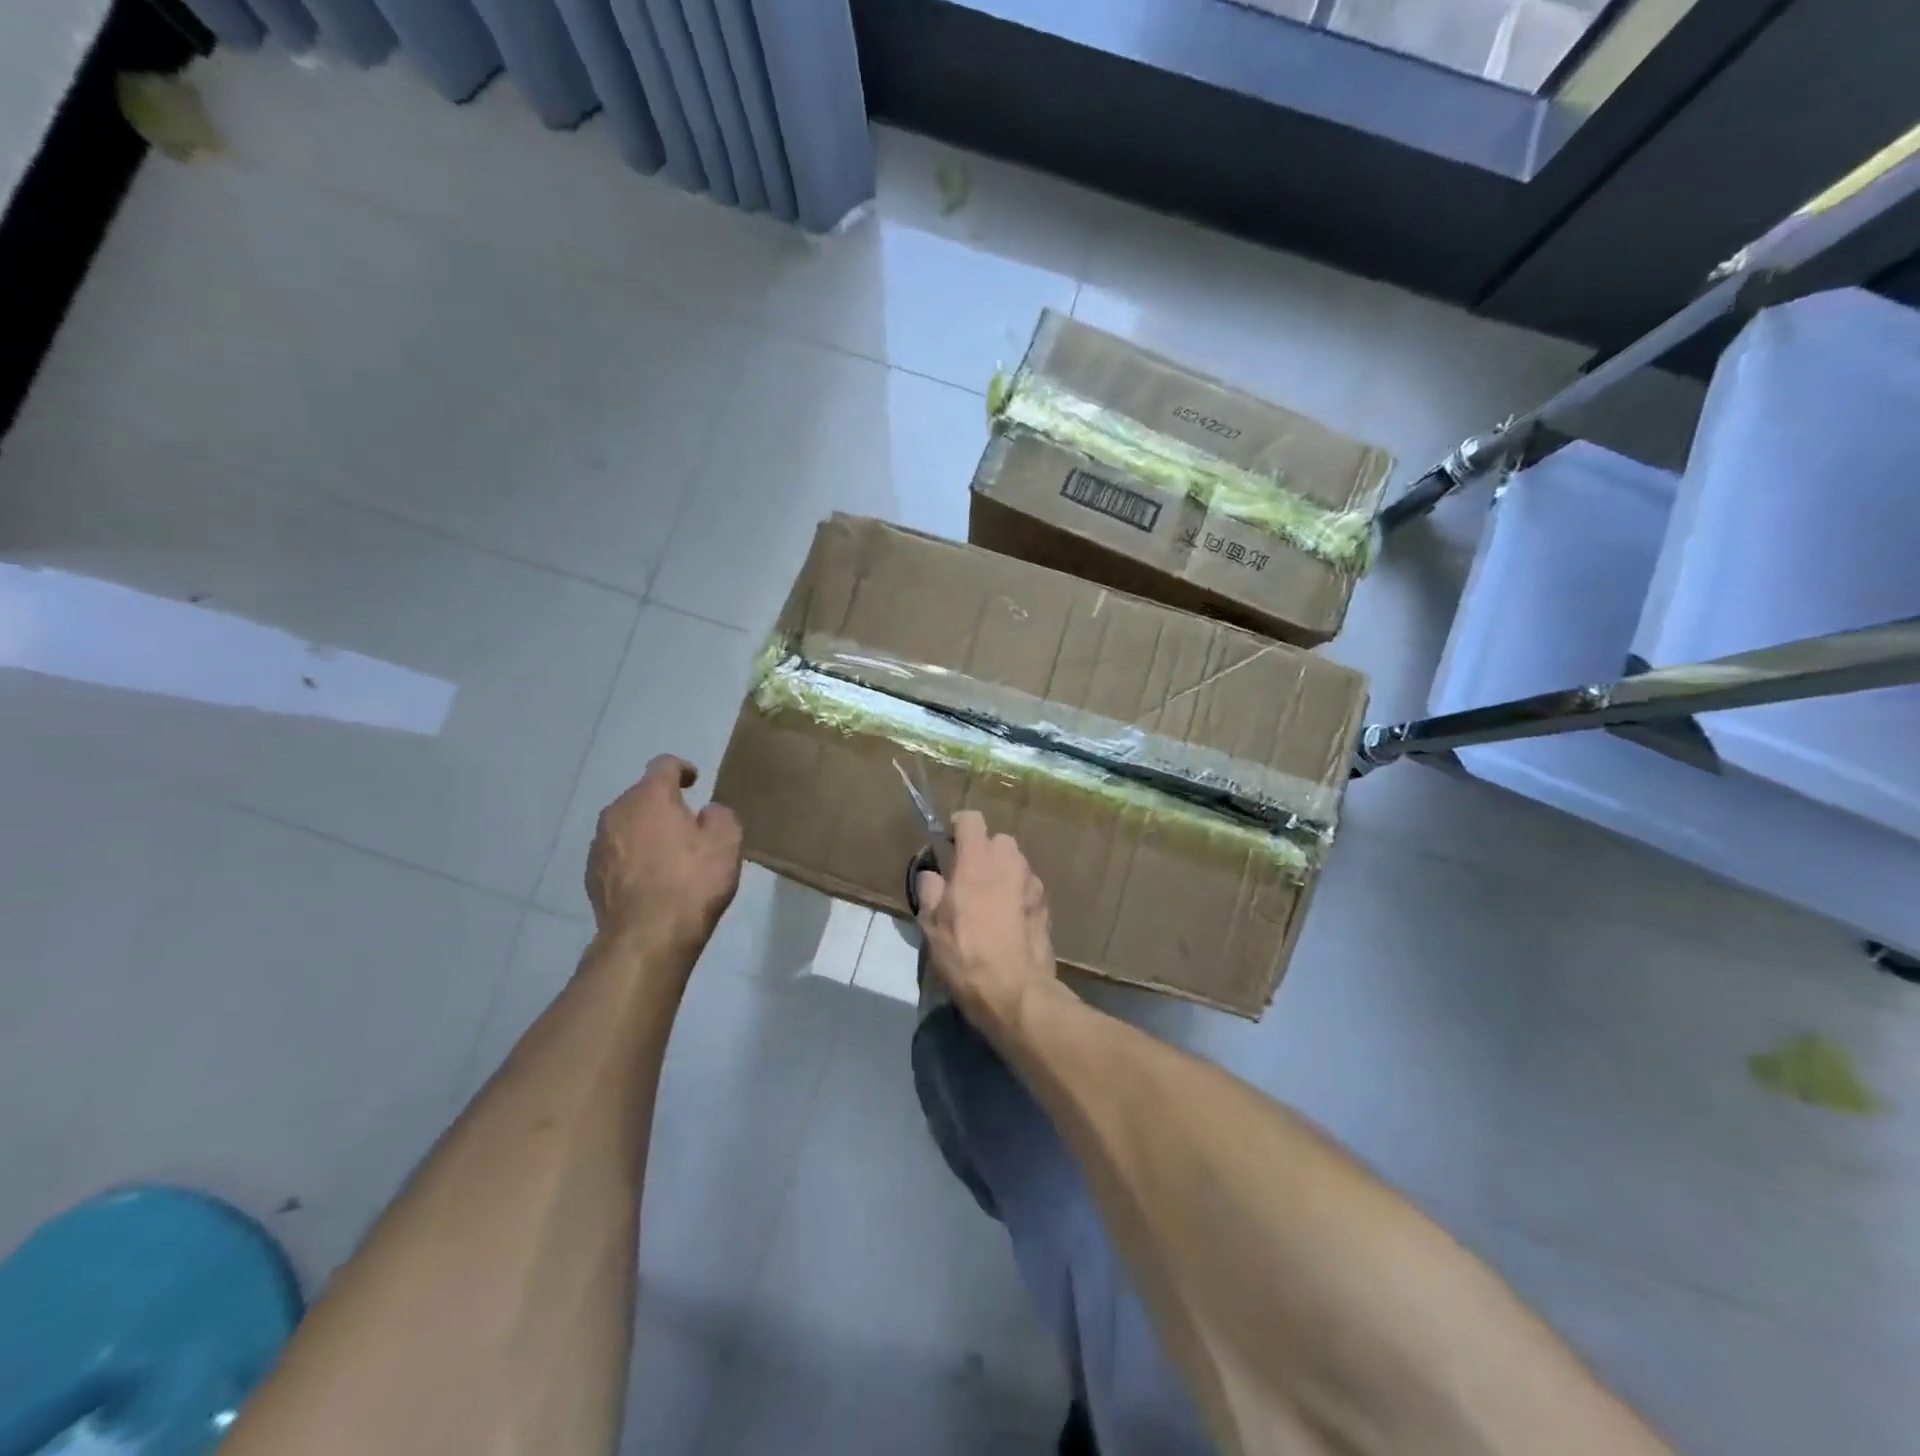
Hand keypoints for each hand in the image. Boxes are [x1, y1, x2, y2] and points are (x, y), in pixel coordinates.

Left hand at [587, 755, 742, 958]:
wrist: (647, 939)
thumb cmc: (692, 883)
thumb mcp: (727, 842)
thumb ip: (720, 816)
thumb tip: (707, 814)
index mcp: (649, 797)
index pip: (664, 765)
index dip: (682, 768)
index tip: (695, 781)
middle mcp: (616, 812)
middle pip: (642, 796)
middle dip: (663, 804)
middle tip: (689, 825)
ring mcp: (598, 845)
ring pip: (626, 825)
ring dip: (646, 832)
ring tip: (669, 854)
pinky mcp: (591, 876)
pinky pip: (617, 853)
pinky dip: (633, 857)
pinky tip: (651, 879)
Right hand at [914, 811, 1057, 1034]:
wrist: (1014, 991)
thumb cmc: (965, 954)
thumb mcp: (931, 925)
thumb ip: (930, 891)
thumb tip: (932, 875)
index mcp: (978, 860)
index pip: (972, 820)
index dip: (959, 826)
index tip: (950, 841)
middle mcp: (1009, 863)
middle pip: (999, 840)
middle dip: (984, 851)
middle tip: (969, 877)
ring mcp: (1032, 884)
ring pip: (1016, 864)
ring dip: (1003, 873)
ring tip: (990, 901)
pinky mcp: (1046, 906)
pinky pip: (1028, 888)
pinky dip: (1017, 894)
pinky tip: (1008, 920)